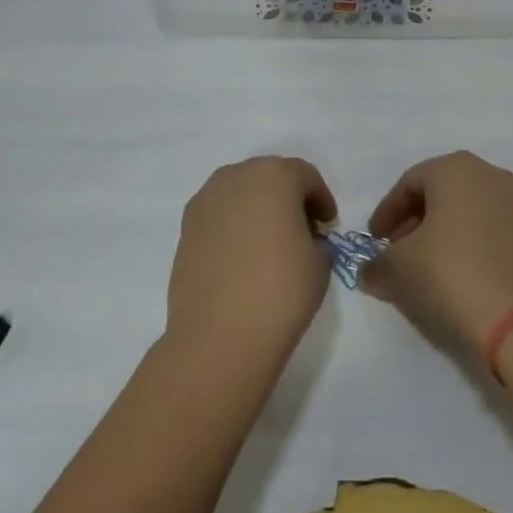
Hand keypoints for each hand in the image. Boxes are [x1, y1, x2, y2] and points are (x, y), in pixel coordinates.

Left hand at [166, 156, 335, 364]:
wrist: (219, 337)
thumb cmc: (281, 290)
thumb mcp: (320, 262)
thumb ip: (315, 239)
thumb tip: (301, 239)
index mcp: (273, 175)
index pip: (305, 176)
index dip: (321, 199)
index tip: (327, 225)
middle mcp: (234, 177)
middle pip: (269, 177)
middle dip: (288, 199)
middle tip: (302, 231)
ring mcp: (204, 202)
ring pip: (240, 194)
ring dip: (258, 209)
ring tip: (270, 244)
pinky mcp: (185, 229)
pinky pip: (219, 216)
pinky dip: (234, 227)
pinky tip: (243, 258)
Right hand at [361, 151, 512, 351]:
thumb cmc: (448, 273)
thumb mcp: (398, 268)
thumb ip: (377, 264)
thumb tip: (370, 272)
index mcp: (456, 169)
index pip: (409, 183)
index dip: (387, 212)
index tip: (374, 239)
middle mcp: (491, 176)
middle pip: (441, 192)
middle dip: (415, 220)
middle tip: (397, 250)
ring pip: (468, 211)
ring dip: (443, 233)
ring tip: (425, 266)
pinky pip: (490, 230)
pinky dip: (469, 244)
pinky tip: (456, 274)